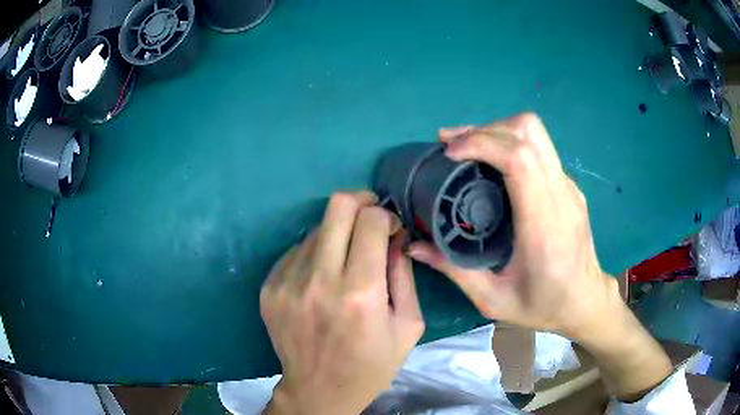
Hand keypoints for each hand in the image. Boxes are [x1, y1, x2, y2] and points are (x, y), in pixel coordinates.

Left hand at [261, 191, 424, 414]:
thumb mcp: (408, 325)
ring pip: (317, 228)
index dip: (386, 215)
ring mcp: (287, 283)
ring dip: (337, 235)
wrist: (319, 391)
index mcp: (360, 294)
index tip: (391, 230)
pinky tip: (322, 279)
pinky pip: (297, 251)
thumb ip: (404, 274)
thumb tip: (396, 235)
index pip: (371, 220)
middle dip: (361, 202)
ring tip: (346, 261)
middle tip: (370, 218)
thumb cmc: (372, 365)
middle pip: (337, 206)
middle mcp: (319, 281)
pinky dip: (316, 255)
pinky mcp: (269, 288)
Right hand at [409, 114, 619, 340]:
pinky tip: (493, 166)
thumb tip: (414, 247)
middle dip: (486, 129)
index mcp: (543, 224)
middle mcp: (561, 195)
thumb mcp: (494, 300)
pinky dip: (511, 144)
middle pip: (529, 132)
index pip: (520, 159)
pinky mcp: (569, 187)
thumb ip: (455, 271)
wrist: (586, 302)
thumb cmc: (544, 305)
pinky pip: (540, 150)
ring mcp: (568, 187)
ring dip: (498, 131)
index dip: (482, 143)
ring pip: (536, 133)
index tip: (450, 152)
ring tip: (468, 148)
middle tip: (453, 145)